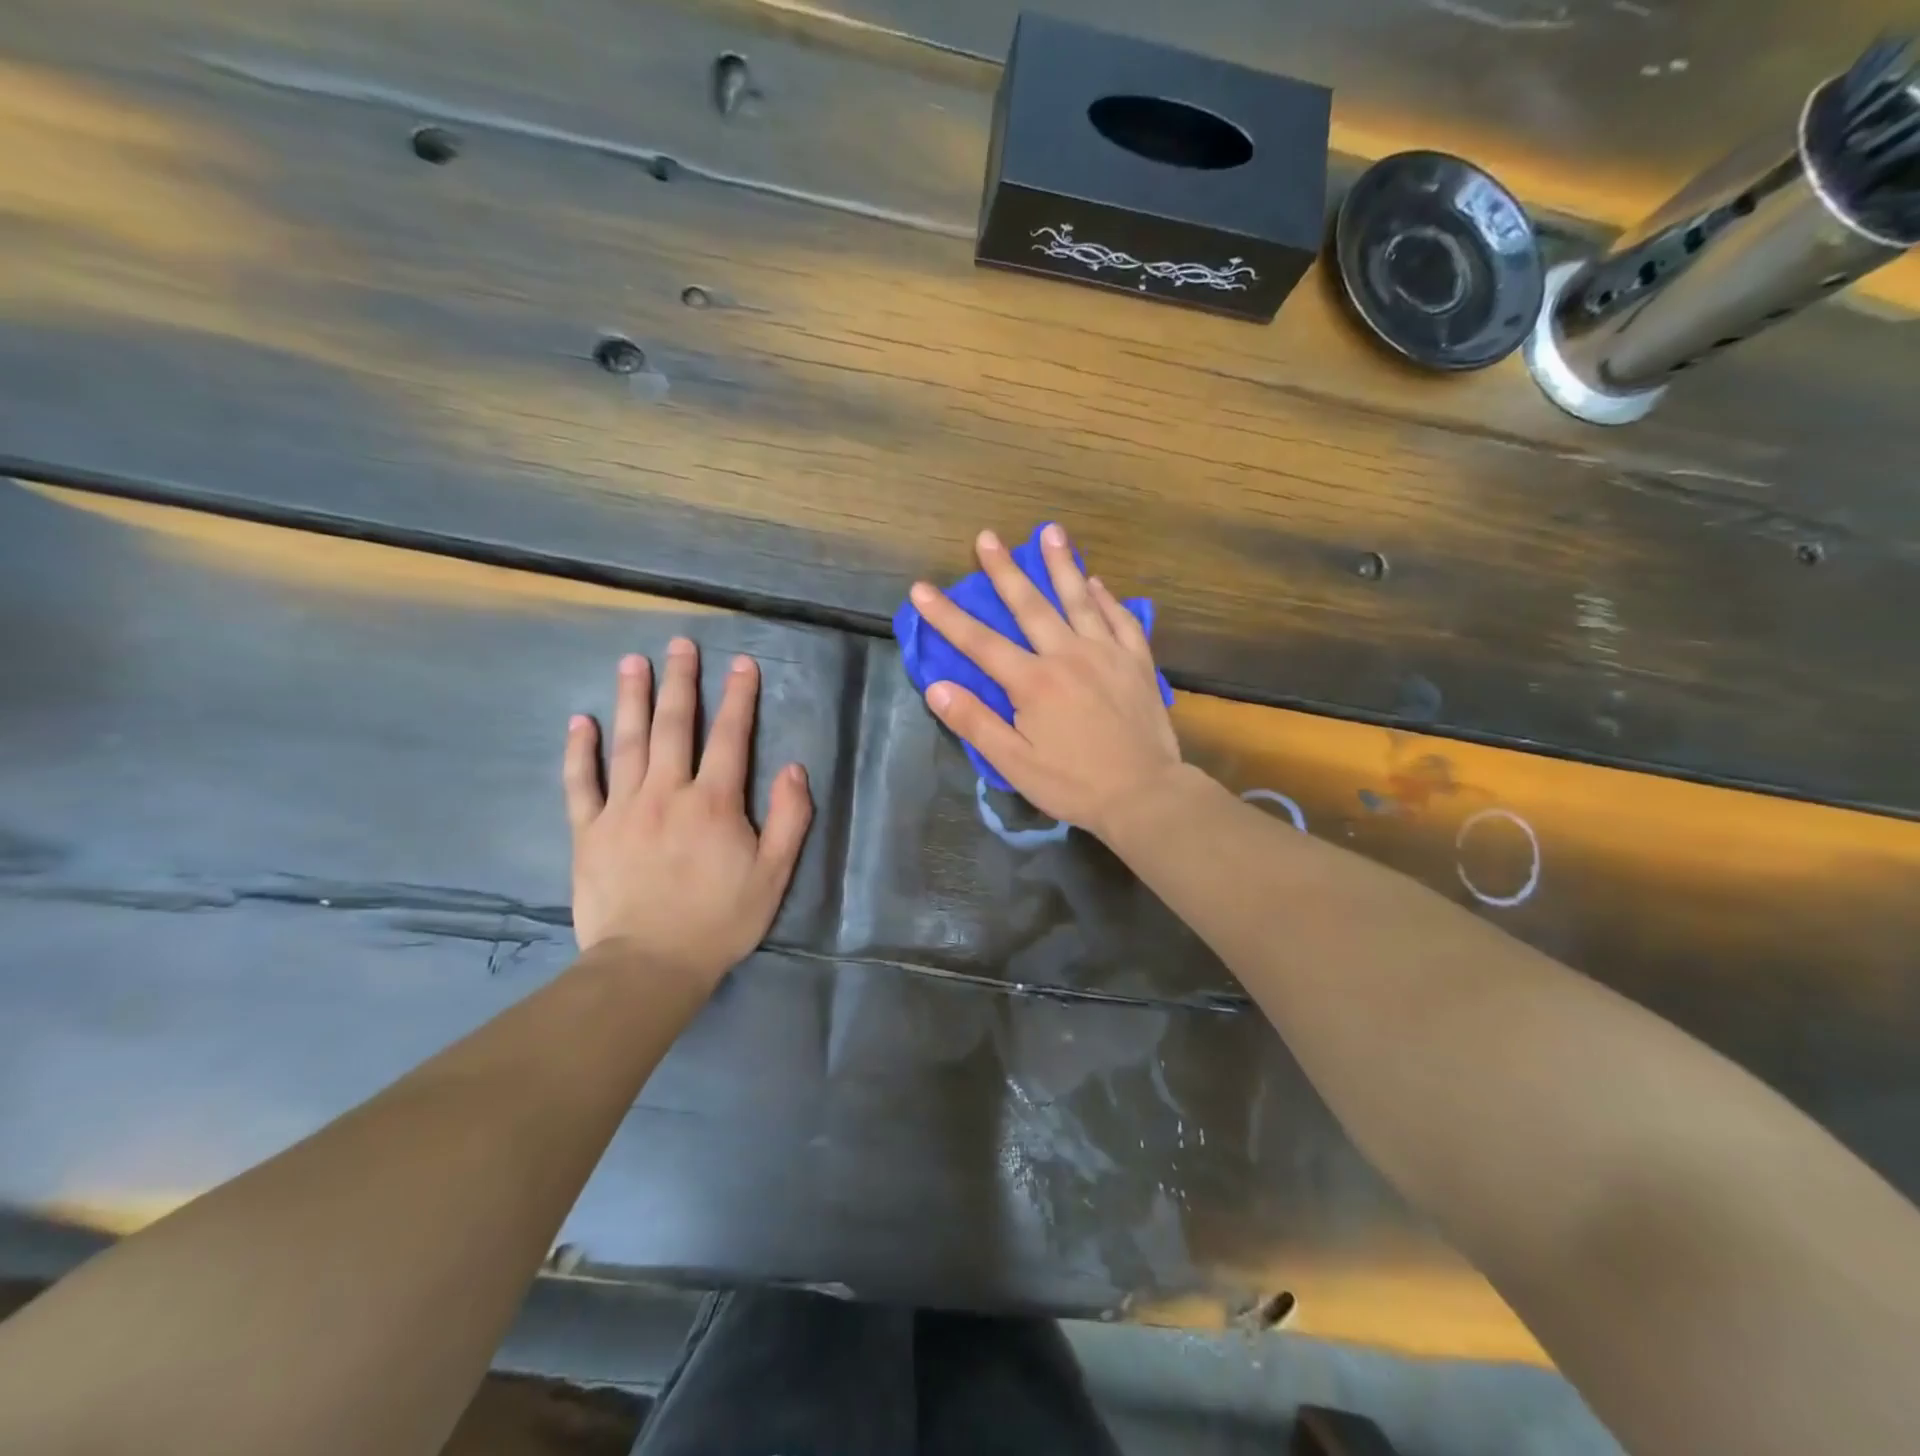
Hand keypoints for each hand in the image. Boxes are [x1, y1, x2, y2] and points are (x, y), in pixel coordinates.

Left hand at [563, 639, 812, 987]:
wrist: (649, 965)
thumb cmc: (719, 921)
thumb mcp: (773, 875)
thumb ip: (790, 819)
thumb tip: (795, 769)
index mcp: (714, 802)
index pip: (731, 737)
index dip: (739, 698)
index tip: (742, 664)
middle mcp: (667, 792)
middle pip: (675, 726)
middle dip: (681, 681)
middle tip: (680, 644)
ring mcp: (622, 809)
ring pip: (628, 742)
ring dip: (632, 698)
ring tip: (633, 662)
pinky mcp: (589, 831)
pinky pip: (581, 783)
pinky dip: (580, 751)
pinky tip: (580, 722)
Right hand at [910, 525, 1182, 840]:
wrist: (1145, 794)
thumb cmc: (1074, 784)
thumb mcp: (1015, 764)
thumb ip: (975, 723)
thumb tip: (936, 687)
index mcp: (1033, 682)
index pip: (980, 642)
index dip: (946, 615)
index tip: (922, 589)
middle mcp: (1068, 656)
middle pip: (1030, 605)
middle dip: (1004, 570)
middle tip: (987, 537)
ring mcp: (1107, 654)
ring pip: (1079, 599)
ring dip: (1062, 564)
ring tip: (1051, 532)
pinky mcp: (1137, 662)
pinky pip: (1121, 620)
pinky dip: (1107, 599)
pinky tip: (1098, 583)